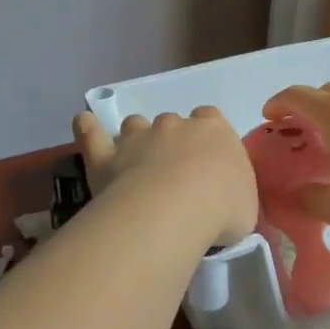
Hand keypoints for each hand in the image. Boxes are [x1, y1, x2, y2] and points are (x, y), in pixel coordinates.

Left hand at [71, 106, 258, 245]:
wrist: (176, 210)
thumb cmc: (222, 208)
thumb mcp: (246, 205)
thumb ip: (234, 193)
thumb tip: (225, 198)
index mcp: (215, 131)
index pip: (211, 118)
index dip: (207, 136)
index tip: (207, 160)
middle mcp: (175, 125)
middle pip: (172, 122)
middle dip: (171, 142)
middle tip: (173, 176)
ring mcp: (138, 137)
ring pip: (134, 125)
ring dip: (135, 139)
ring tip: (136, 164)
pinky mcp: (106, 156)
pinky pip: (92, 133)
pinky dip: (87, 128)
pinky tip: (83, 123)